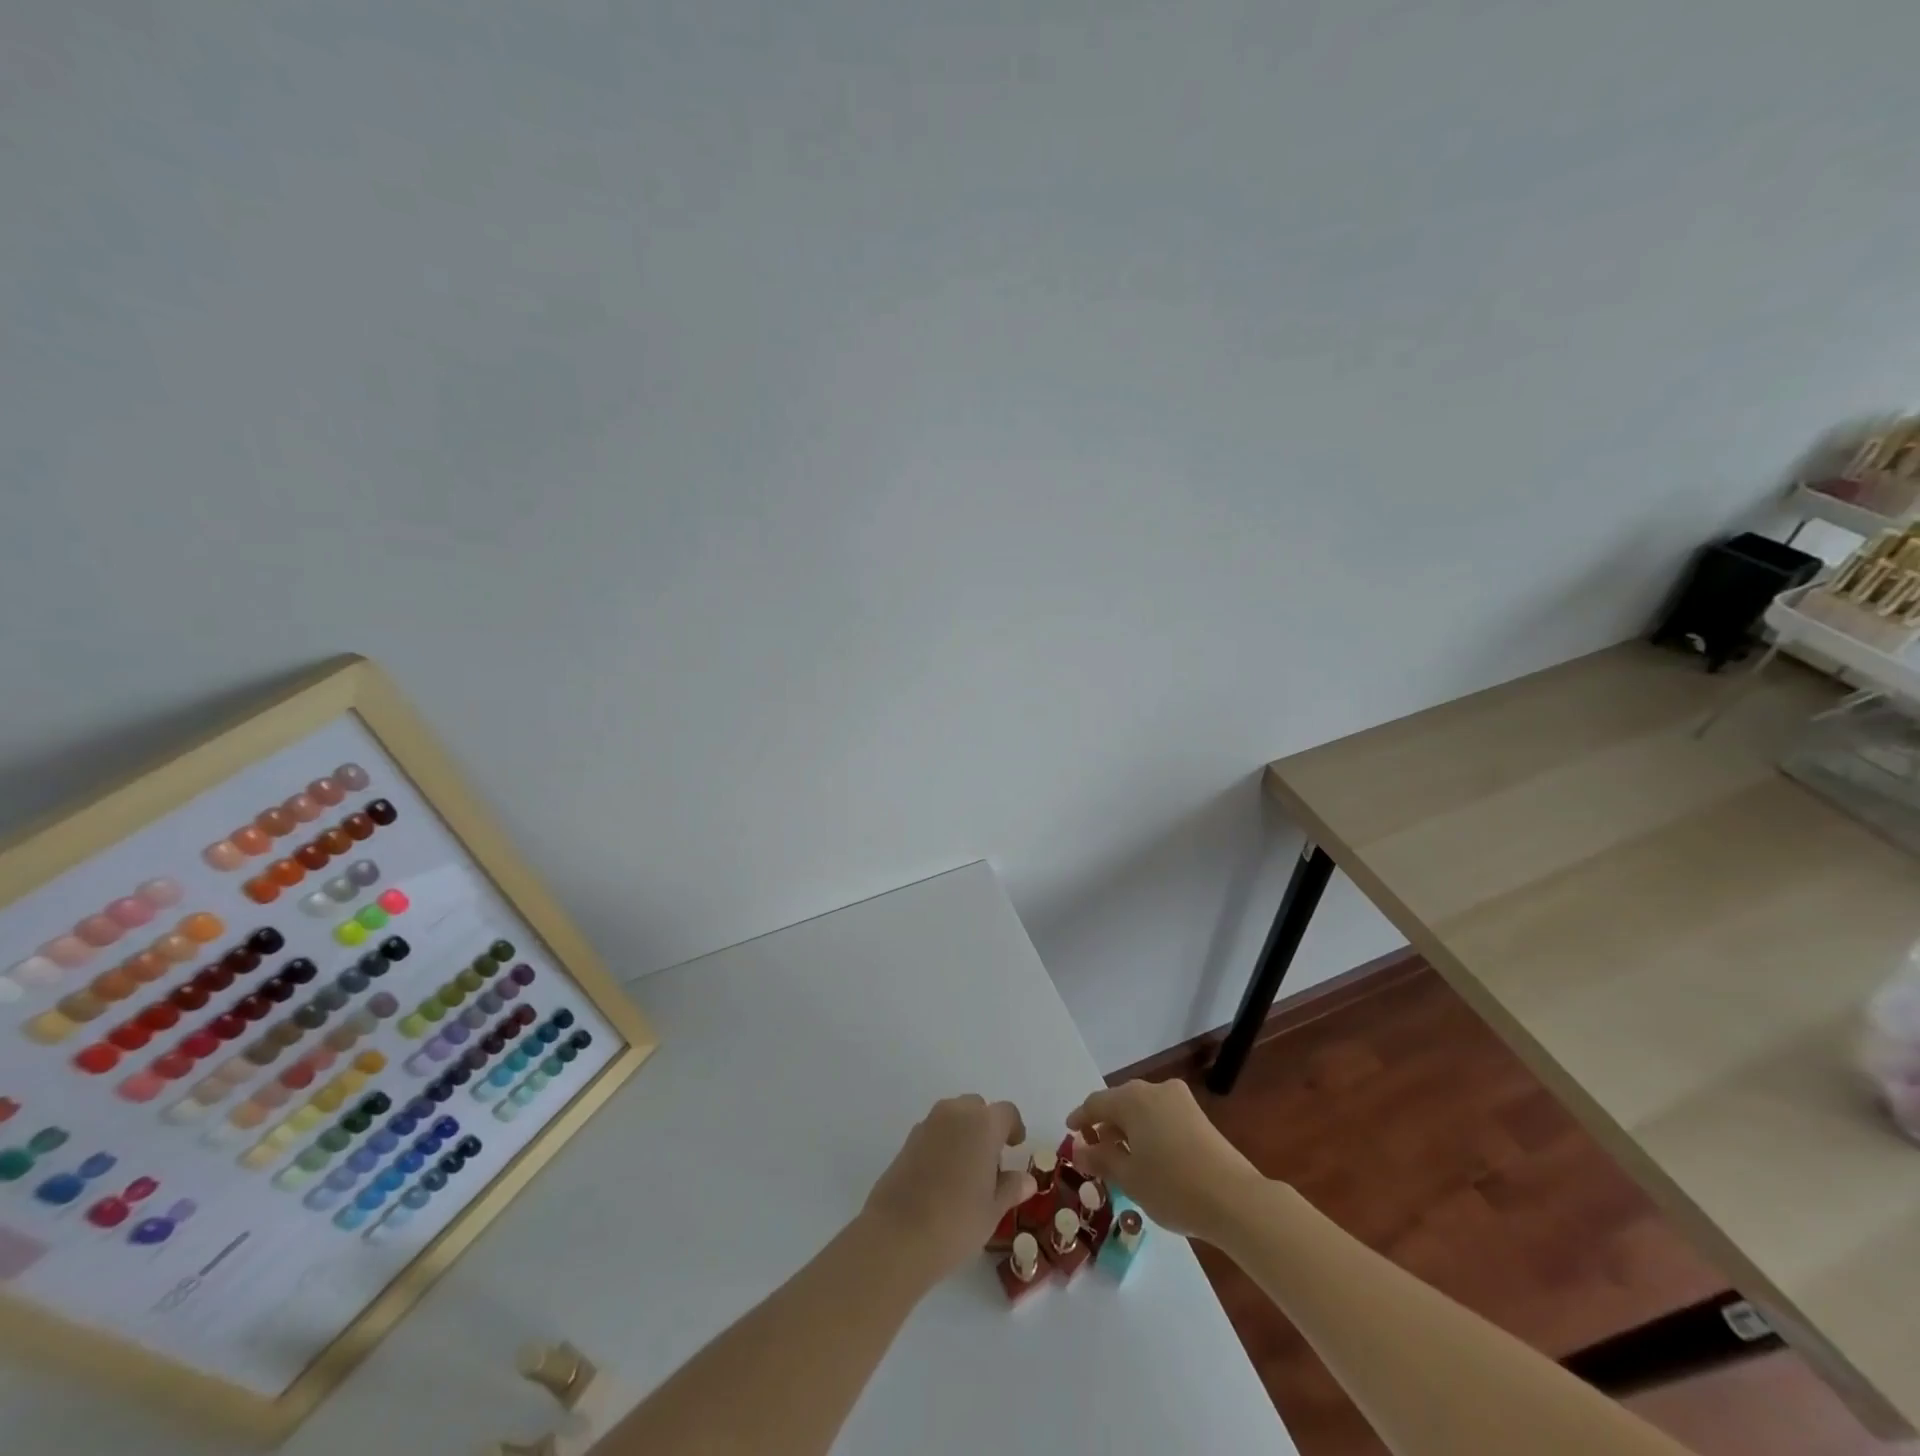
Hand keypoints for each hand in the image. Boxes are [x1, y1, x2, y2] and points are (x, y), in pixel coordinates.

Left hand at [861, 1095, 1035, 1284]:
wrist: (896, 1235)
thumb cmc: (956, 1222)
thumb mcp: (992, 1211)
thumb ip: (1011, 1188)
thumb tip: (1026, 1180)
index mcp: (983, 1125)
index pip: (1006, 1112)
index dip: (1014, 1127)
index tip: (1015, 1147)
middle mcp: (955, 1114)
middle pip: (977, 1108)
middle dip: (986, 1128)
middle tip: (990, 1162)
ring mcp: (927, 1124)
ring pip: (953, 1116)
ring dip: (964, 1133)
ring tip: (966, 1173)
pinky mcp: (907, 1140)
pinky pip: (934, 1131)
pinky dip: (943, 1143)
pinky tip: (942, 1178)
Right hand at [1066, 1079, 1267, 1243]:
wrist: (1235, 1199)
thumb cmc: (1173, 1187)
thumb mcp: (1129, 1178)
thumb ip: (1101, 1159)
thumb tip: (1079, 1149)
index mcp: (1132, 1099)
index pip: (1096, 1103)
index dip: (1080, 1118)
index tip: (1070, 1132)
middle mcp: (1155, 1090)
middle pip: (1120, 1103)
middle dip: (1105, 1124)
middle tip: (1095, 1149)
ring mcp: (1180, 1101)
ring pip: (1143, 1110)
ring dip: (1128, 1129)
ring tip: (1122, 1157)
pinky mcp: (1198, 1116)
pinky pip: (1162, 1117)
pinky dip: (1149, 1132)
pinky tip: (1149, 1158)